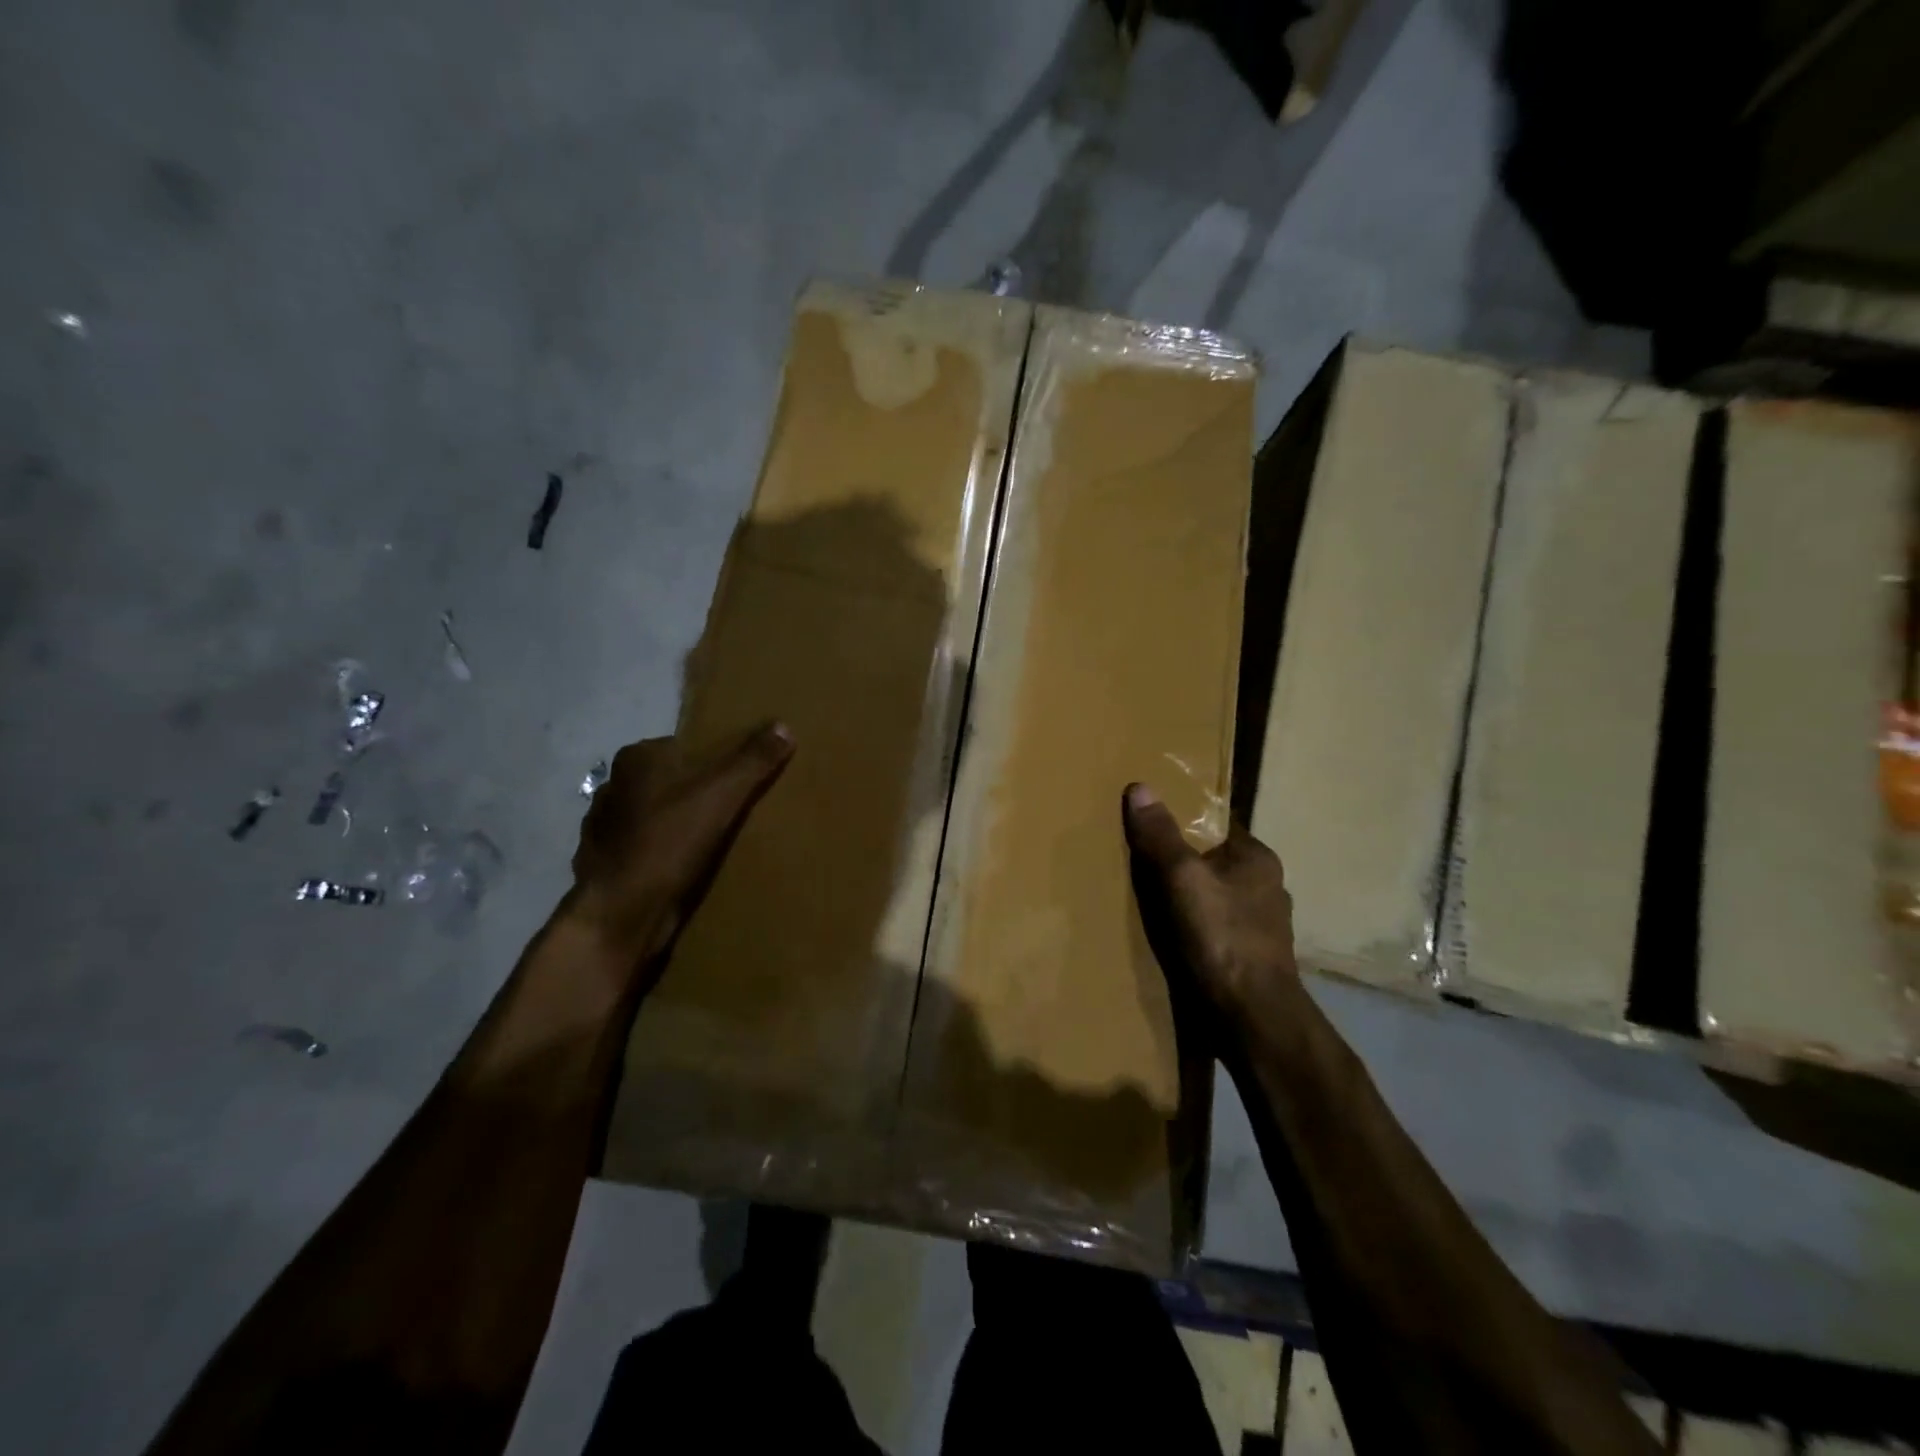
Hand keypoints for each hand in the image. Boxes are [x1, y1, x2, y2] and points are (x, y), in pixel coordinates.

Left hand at [572, 722, 793, 964]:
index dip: (716, 760)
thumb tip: (784, 725)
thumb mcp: (722, 795)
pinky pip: (646, 847)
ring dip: (680, 823)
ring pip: (657, 814)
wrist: (619, 914)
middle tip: (736, 809)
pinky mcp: (608, 862)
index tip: (742, 779)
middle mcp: (615, 786)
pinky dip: (665, 852)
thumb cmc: (668, 843)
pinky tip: (687, 866)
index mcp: (636, 759)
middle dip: (699, 792)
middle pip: (672, 781)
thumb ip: (753, 760)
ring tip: (716, 840)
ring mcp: (606, 827)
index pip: (686, 746)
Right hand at [1122, 782, 1299, 1024]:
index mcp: (1258, 859)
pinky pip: (1216, 930)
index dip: (1184, 819)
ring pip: (1216, 898)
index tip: (1150, 821)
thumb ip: (1160, 835)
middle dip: (1182, 862)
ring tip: (1150, 902)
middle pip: (1214, 861)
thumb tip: (1140, 786)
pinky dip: (1196, 929)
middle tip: (1140, 862)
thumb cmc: (1220, 938)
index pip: (1217, 824)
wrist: (1252, 1019)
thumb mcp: (1181, 878)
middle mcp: (1267, 888)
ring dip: (1189, 899)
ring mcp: (1263, 927)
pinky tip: (1172, 938)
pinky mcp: (1252, 959)